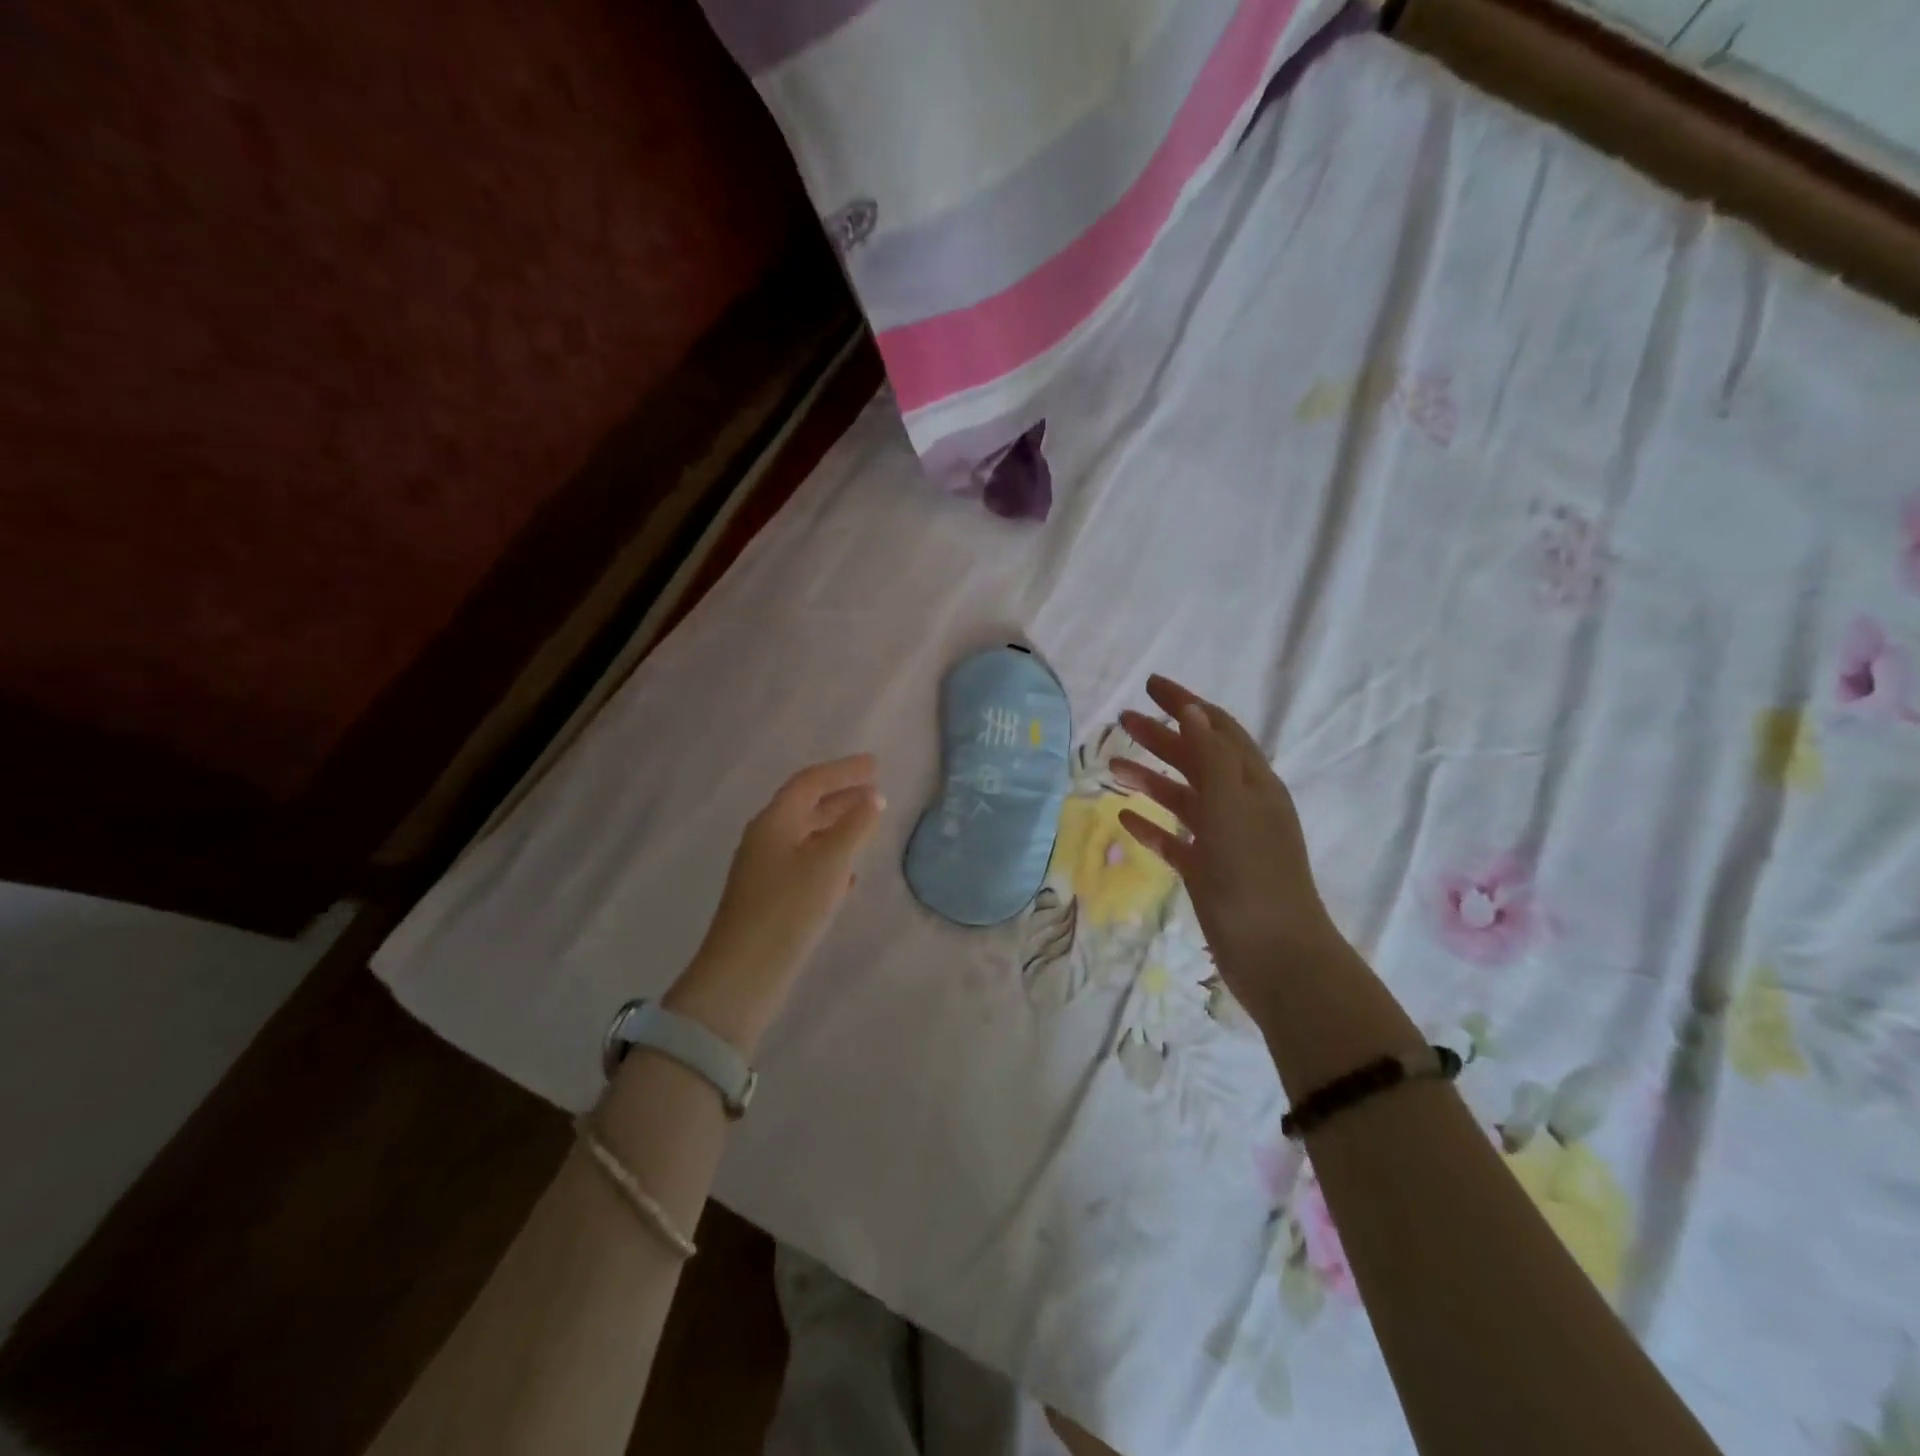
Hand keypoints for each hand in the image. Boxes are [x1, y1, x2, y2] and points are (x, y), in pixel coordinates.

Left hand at [665, 755, 884, 1053]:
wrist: (744, 974)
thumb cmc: (789, 909)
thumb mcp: (829, 862)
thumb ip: (855, 826)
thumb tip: (873, 797)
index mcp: (774, 821)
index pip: (810, 782)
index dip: (844, 770)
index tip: (875, 765)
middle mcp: (766, 838)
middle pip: (806, 806)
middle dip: (841, 796)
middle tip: (875, 790)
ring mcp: (765, 869)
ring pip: (807, 836)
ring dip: (837, 826)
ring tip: (868, 824)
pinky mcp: (770, 898)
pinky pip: (805, 863)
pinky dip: (829, 858)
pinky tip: (849, 874)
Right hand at [1113, 677, 1344, 1019]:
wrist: (1275, 953)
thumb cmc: (1254, 872)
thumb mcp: (1233, 804)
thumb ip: (1211, 755)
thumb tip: (1192, 710)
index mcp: (1253, 782)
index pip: (1216, 727)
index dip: (1184, 703)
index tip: (1149, 685)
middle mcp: (1240, 804)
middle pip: (1195, 758)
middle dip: (1160, 736)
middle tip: (1122, 721)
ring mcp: (1223, 839)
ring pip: (1182, 798)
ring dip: (1150, 779)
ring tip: (1112, 767)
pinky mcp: (1207, 871)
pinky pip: (1174, 839)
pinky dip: (1152, 825)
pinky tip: (1125, 819)